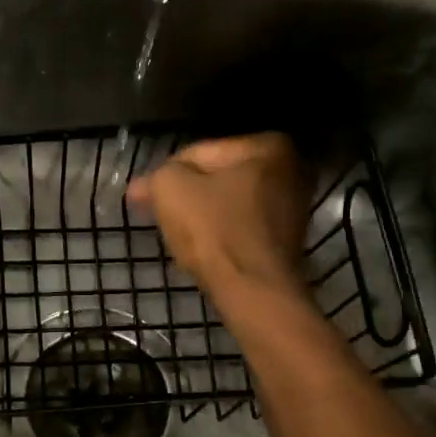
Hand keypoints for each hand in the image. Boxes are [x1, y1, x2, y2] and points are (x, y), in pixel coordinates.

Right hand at [126, 133, 310, 301]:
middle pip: (217, 179)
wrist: (253, 290)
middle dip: (185, 194)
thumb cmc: (214, 230)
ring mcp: (292, 209)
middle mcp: (290, 171)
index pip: (199, 152)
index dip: (165, 174)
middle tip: (154, 213)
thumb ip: (157, 175)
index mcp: (267, 146)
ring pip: (227, 205)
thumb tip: (143, 185)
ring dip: (200, 215)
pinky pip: (239, 228)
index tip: (143, 196)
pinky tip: (200, 249)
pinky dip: (218, 234)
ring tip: (174, 234)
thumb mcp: (170, 188)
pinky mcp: (285, 242)